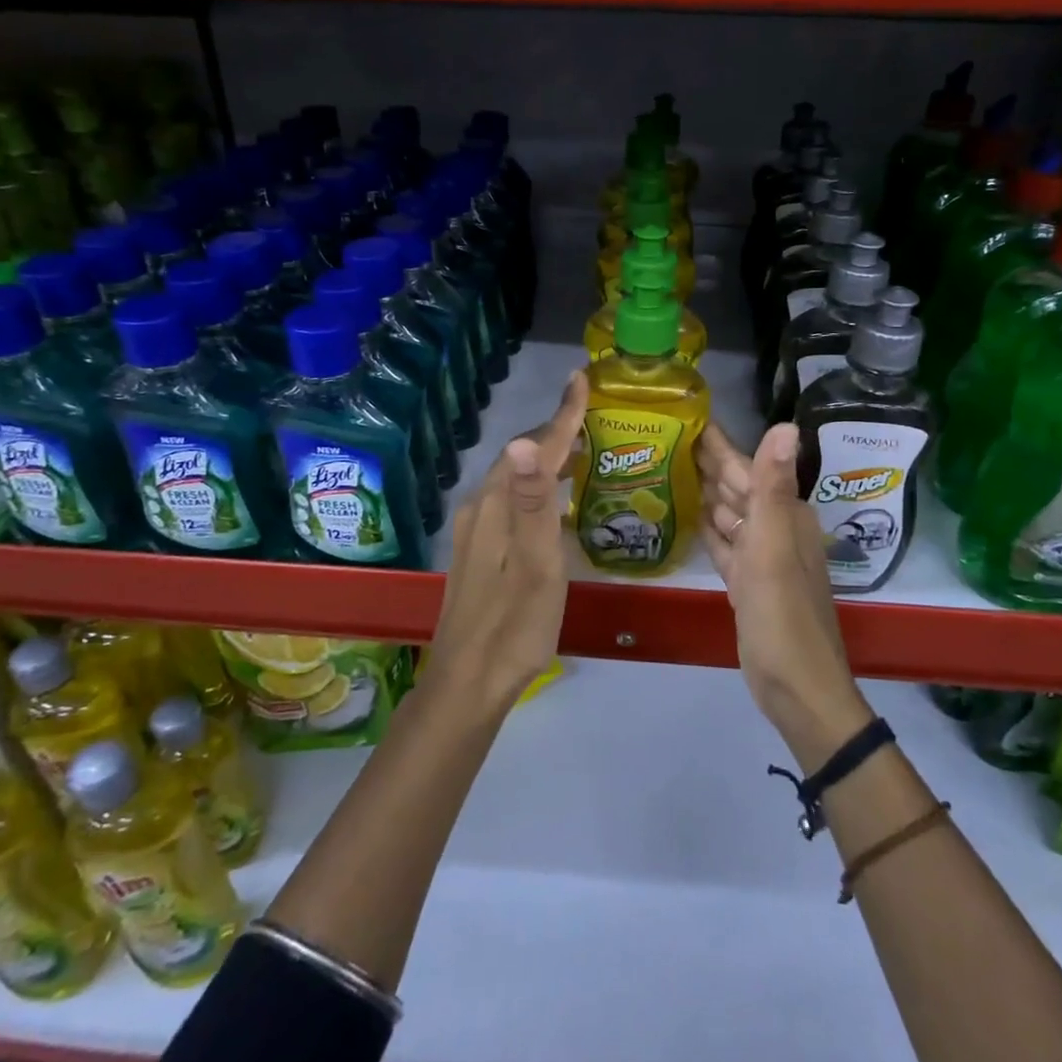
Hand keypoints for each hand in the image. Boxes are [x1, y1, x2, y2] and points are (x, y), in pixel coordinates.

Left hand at [421, 370, 589, 721]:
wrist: (469, 682)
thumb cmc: (515, 626)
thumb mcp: (536, 565)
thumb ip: (534, 503)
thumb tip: (525, 442)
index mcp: (497, 507)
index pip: (534, 447)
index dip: (563, 414)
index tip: (582, 380)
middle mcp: (480, 508)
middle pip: (522, 457)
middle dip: (556, 431)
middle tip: (592, 417)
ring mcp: (474, 530)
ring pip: (514, 478)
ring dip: (546, 459)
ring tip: (580, 451)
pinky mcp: (476, 550)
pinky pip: (509, 499)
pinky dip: (535, 485)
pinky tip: (551, 500)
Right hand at [699, 422, 870, 767]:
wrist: (796, 687)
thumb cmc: (783, 615)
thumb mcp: (774, 546)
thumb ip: (772, 486)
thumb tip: (786, 424)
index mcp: (784, 515)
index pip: (746, 466)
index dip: (718, 442)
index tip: (688, 414)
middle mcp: (774, 529)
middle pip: (736, 487)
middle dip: (706, 462)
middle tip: (664, 434)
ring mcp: (760, 558)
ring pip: (729, 513)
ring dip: (704, 491)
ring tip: (668, 467)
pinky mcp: (746, 583)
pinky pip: (724, 544)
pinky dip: (708, 528)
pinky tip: (688, 514)